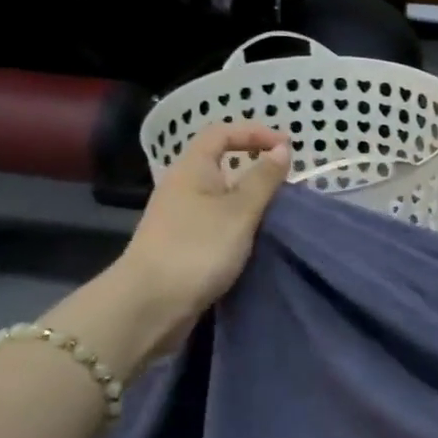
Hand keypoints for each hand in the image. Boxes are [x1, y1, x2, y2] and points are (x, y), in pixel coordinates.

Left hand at [44, 123, 289, 370]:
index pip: (222, 133)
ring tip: (277, 209)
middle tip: (286, 179)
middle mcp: (182, 186)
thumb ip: (263, 179)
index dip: (254, 132)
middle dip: (254, 165)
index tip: (287, 146)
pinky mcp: (182, 244)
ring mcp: (180, 217)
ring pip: (220, 195)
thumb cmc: (198, 248)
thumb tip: (281, 149)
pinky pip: (216, 220)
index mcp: (192, 168)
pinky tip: (255, 237)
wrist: (150, 305)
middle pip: (220, 163)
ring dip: (249, 197)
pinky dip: (238, 222)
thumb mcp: (240, 210)